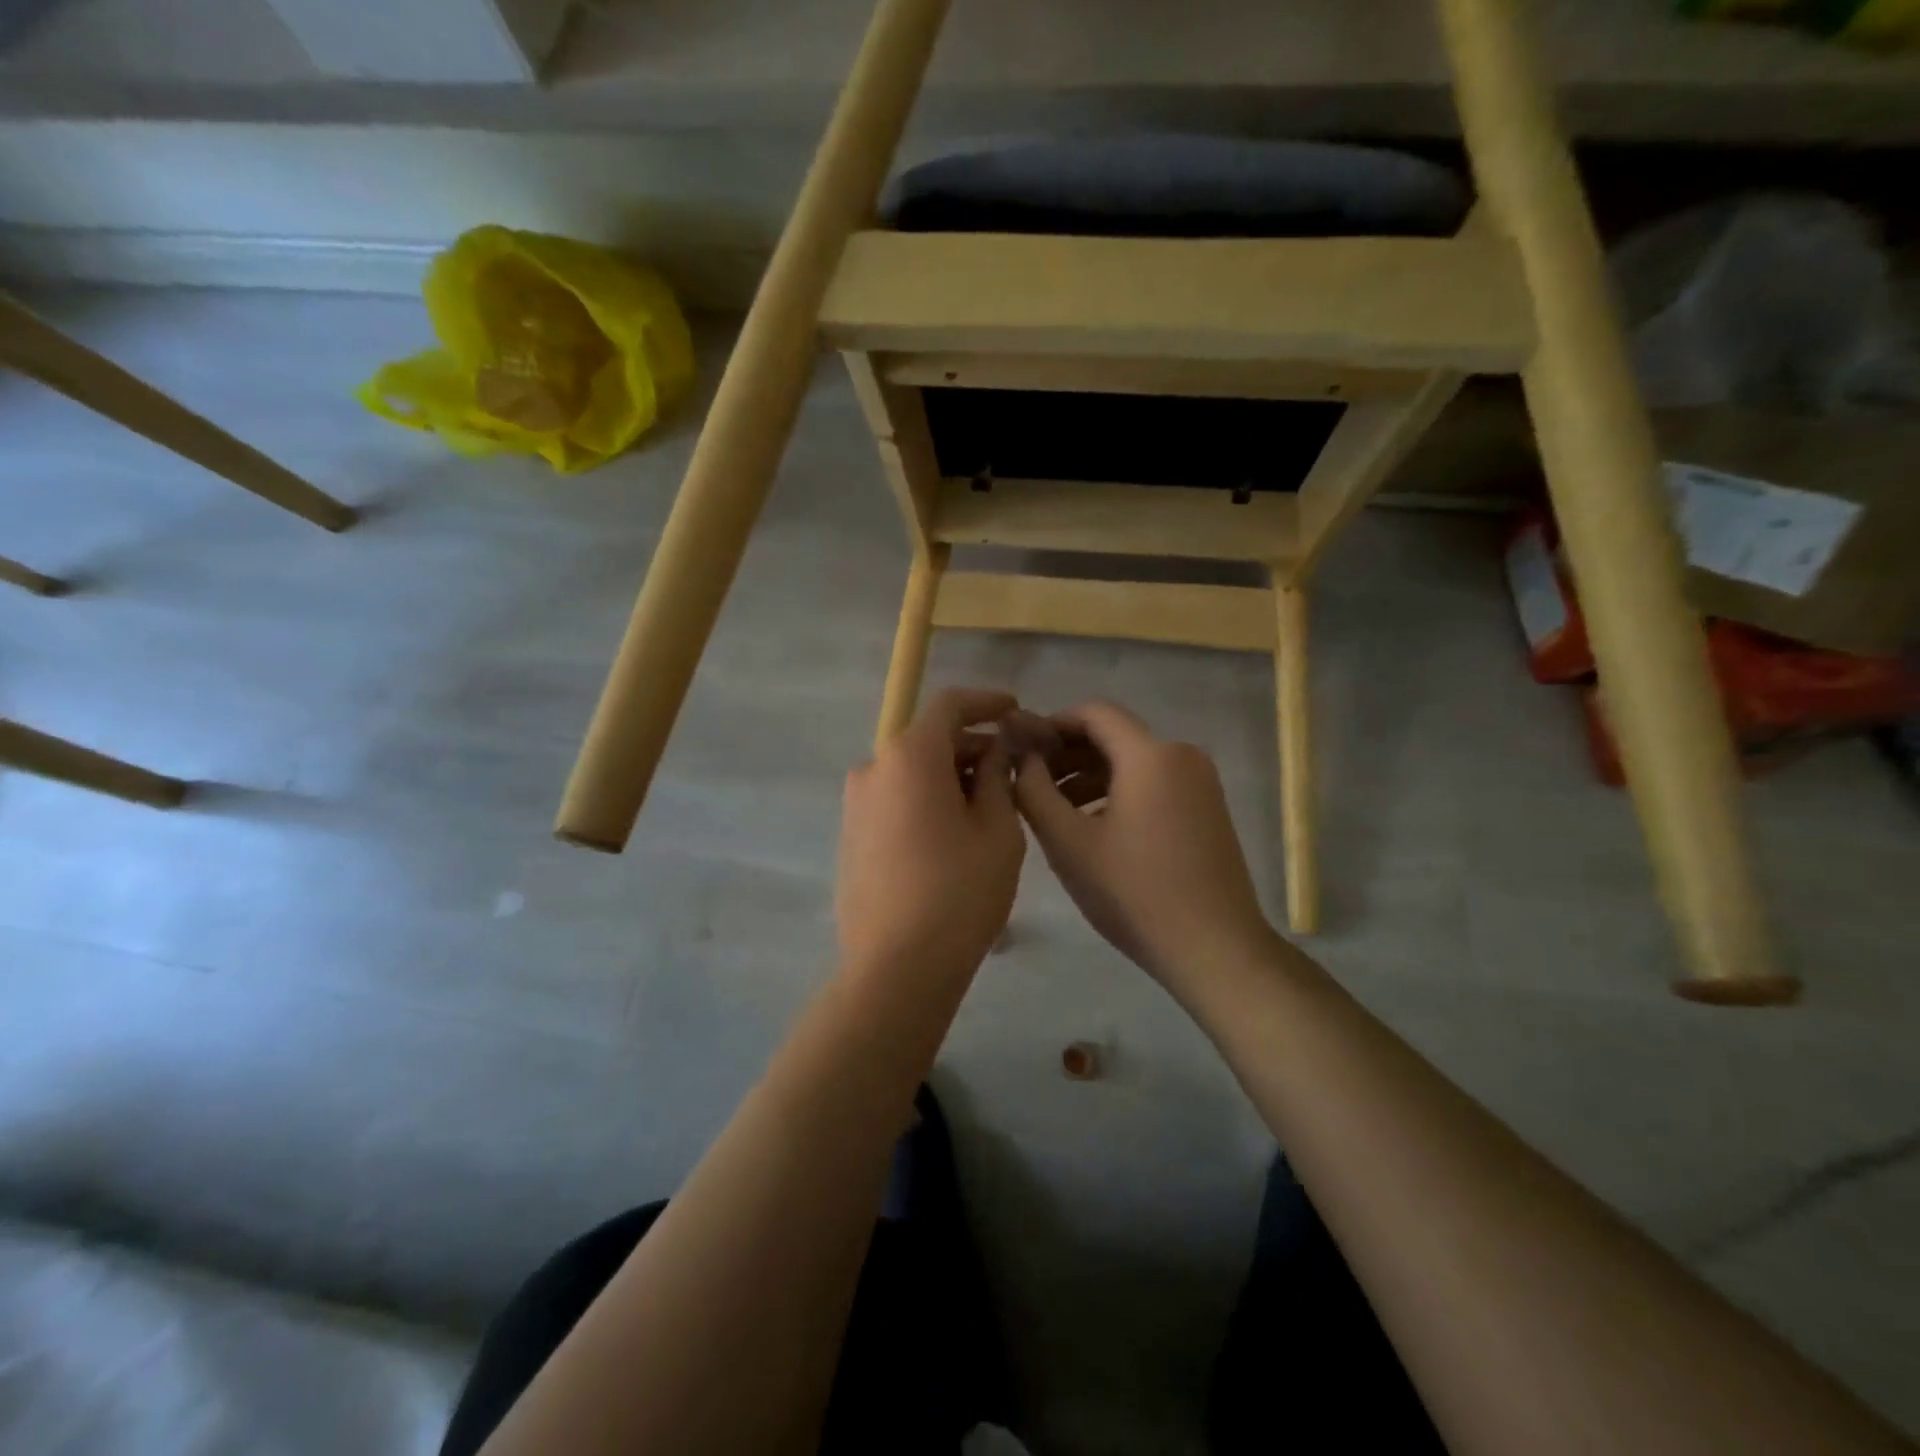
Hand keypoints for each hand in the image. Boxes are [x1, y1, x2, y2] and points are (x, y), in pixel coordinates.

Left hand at [837, 688, 1025, 981]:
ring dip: (949, 776)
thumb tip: (995, 750)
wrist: (897, 968)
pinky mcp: (850, 837)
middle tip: (1012, 770)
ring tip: (988, 806)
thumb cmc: (960, 892)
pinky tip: (953, 833)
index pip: (948, 706)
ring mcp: (855, 805)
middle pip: (928, 740)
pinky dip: (925, 800)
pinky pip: (894, 801)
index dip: (986, 702)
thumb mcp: (998, 830)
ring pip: (910, 773)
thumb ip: (998, 776)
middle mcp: (873, 769)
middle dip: (972, 746)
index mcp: (909, 757)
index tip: (1015, 709)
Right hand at [1014, 701, 1275, 989]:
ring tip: (1056, 811)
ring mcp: (1201, 782)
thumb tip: (1020, 757)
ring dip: (1091, 776)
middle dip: (1068, 753)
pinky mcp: (1208, 808)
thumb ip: (1034, 790)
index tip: (1022, 749)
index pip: (1094, 712)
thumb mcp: (1068, 843)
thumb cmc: (1134, 893)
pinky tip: (1095, 827)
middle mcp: (1182, 755)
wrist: (1215, 949)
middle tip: (1031, 783)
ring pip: (1134, 762)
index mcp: (1151, 755)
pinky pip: (1155, 783)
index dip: (1052, 724)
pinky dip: (1120, 792)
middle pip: (1115, 736)